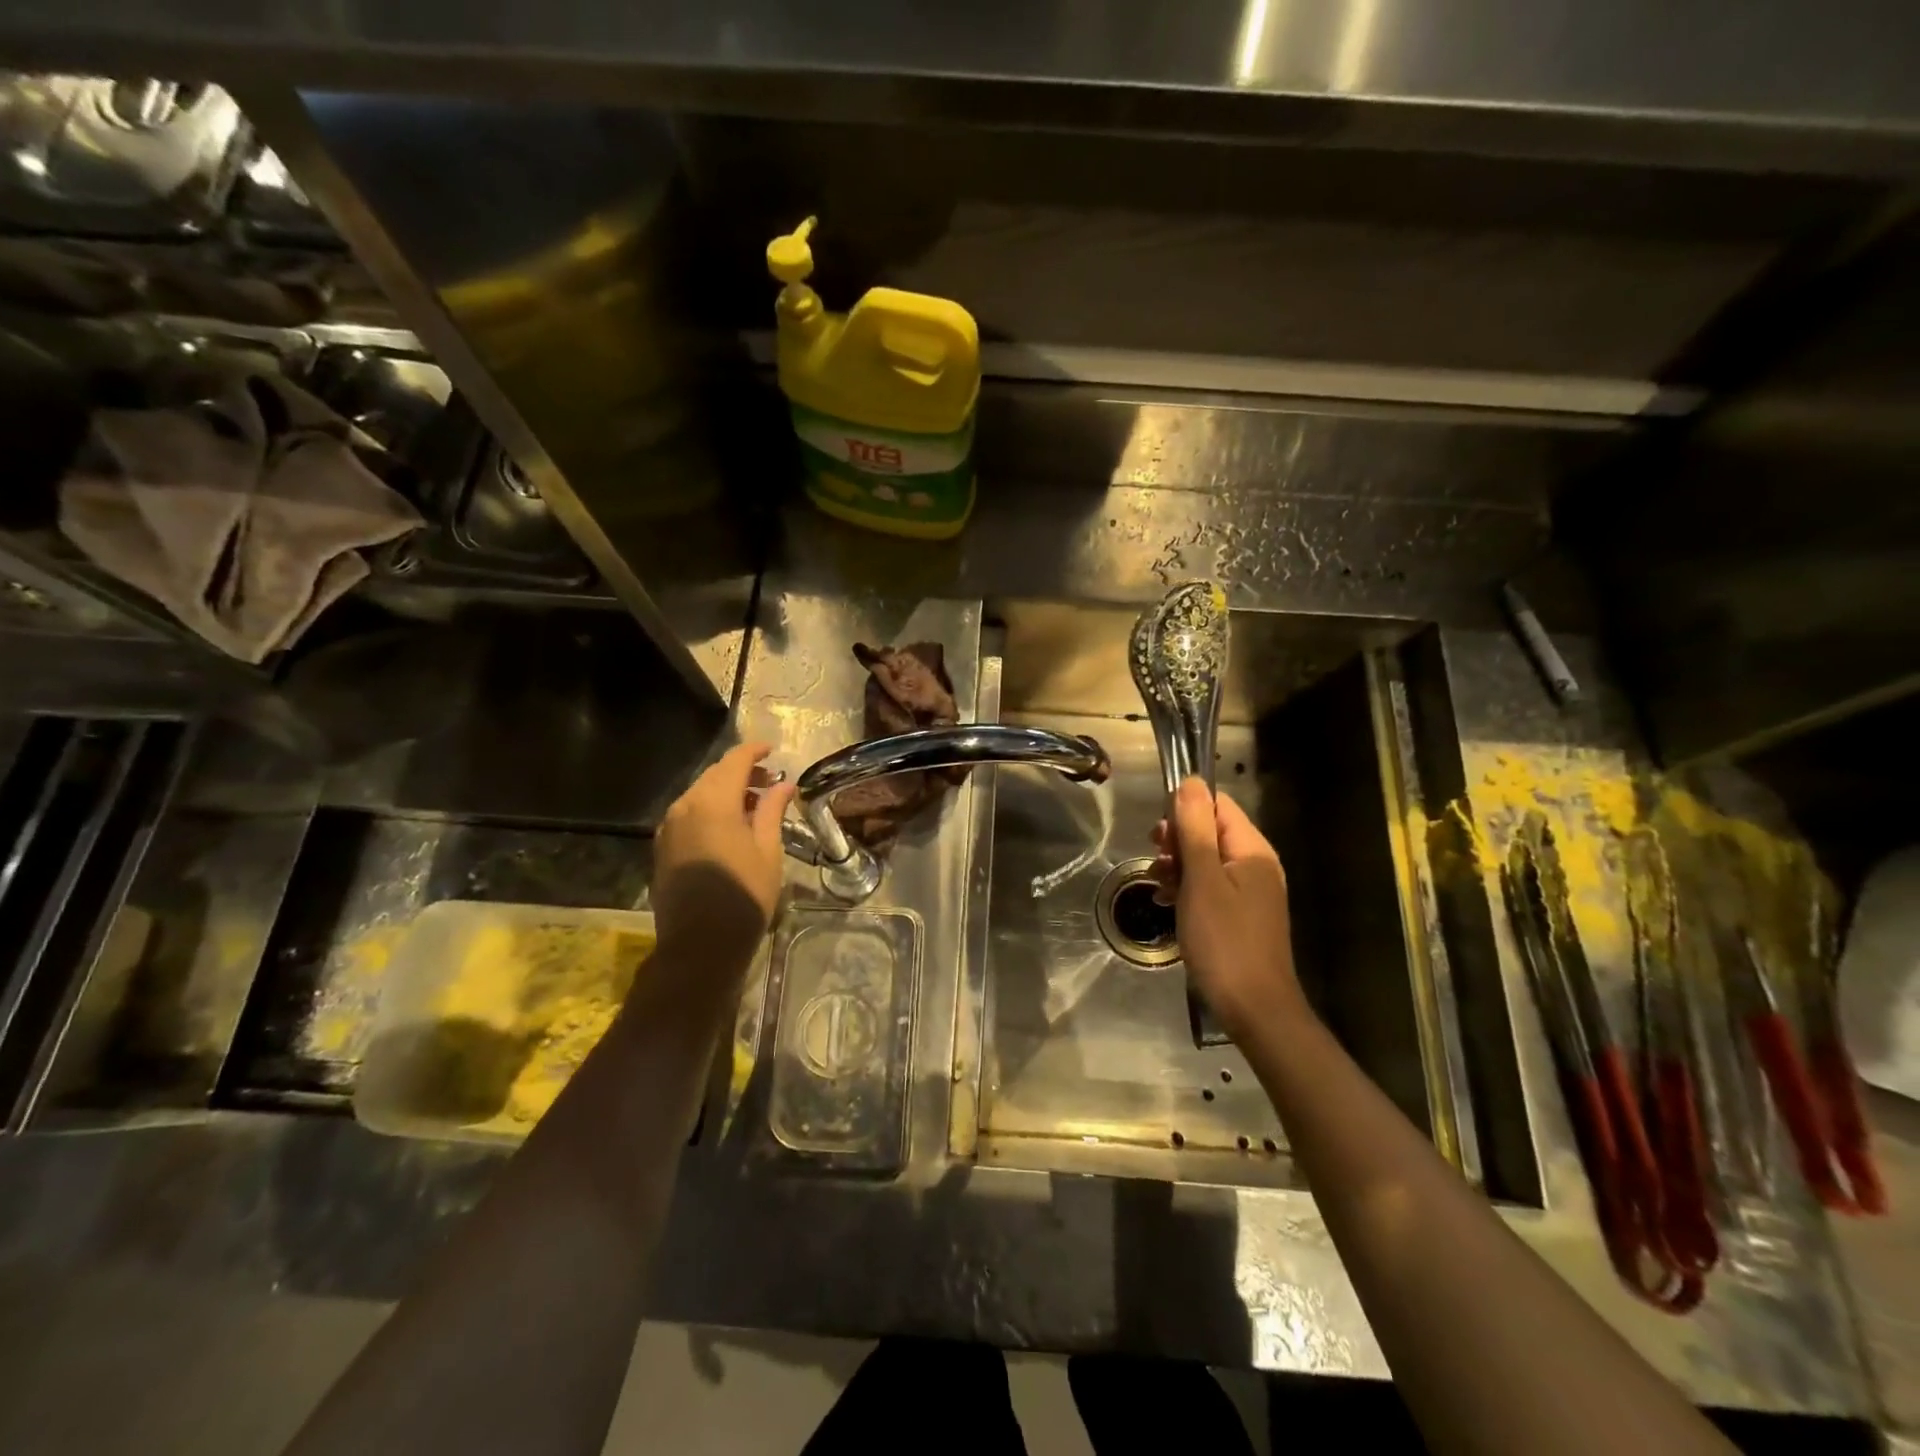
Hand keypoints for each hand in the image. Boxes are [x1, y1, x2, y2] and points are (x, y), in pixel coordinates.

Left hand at [651, 742, 796, 973]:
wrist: (699, 945)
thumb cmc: (744, 896)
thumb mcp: (767, 850)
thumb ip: (772, 811)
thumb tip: (783, 785)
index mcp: (713, 802)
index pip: (734, 762)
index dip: (754, 751)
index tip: (773, 750)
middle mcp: (684, 807)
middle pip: (714, 775)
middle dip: (742, 772)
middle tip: (770, 781)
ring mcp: (668, 828)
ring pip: (699, 794)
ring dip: (725, 791)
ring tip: (753, 805)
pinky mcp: (662, 847)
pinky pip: (688, 814)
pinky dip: (710, 809)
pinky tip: (729, 826)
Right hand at [1153, 777, 1307, 1041]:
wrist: (1254, 1008)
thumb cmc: (1225, 940)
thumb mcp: (1202, 880)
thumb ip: (1195, 829)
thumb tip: (1191, 782)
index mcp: (1252, 850)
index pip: (1217, 805)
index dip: (1184, 812)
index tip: (1159, 837)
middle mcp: (1255, 865)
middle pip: (1210, 831)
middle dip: (1178, 841)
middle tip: (1157, 863)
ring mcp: (1249, 892)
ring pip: (1205, 861)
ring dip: (1178, 867)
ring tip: (1159, 887)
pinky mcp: (1240, 915)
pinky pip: (1209, 887)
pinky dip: (1186, 889)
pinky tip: (1167, 904)